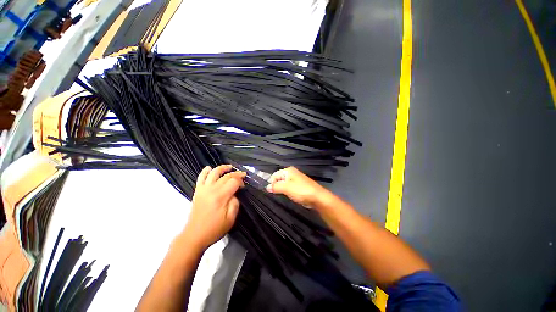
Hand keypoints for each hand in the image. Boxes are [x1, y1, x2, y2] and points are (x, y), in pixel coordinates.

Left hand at [183, 165, 245, 249]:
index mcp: (221, 197)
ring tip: (229, 167)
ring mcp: (203, 190)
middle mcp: (211, 190)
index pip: (233, 181)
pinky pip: (200, 178)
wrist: (194, 236)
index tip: (244, 186)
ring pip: (213, 173)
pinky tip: (209, 168)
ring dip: (222, 168)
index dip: (240, 181)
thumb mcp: (231, 219)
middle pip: (225, 176)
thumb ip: (235, 203)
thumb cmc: (214, 229)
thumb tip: (234, 194)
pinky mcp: (197, 192)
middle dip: (235, 174)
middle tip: (242, 175)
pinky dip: (204, 172)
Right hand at [266, 167, 327, 207]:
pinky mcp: (299, 186)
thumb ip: (275, 187)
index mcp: (288, 171)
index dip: (272, 183)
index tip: (271, 191)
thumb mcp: (286, 188)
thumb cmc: (301, 191)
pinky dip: (288, 192)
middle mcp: (292, 173)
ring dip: (282, 190)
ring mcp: (296, 179)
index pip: (274, 175)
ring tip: (284, 195)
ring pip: (284, 184)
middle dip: (277, 187)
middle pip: (279, 179)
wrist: (317, 197)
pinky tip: (290, 196)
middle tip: (278, 194)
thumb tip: (267, 187)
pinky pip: (289, 188)